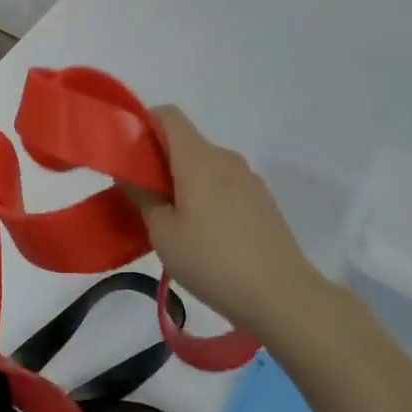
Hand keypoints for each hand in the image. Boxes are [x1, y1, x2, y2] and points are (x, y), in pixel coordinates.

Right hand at [129, 107, 324, 341]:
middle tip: (141, 198)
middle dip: (159, 162)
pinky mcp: (263, 202)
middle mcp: (225, 158)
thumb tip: (128, 171)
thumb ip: (141, 195)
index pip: (167, 115)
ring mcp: (249, 180)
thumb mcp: (162, 232)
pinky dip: (207, 197)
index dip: (143, 124)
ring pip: (205, 167)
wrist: (283, 297)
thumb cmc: (213, 260)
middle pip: (185, 143)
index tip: (128, 155)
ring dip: (184, 183)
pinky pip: (224, 186)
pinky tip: (205, 238)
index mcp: (198, 157)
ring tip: (173, 225)